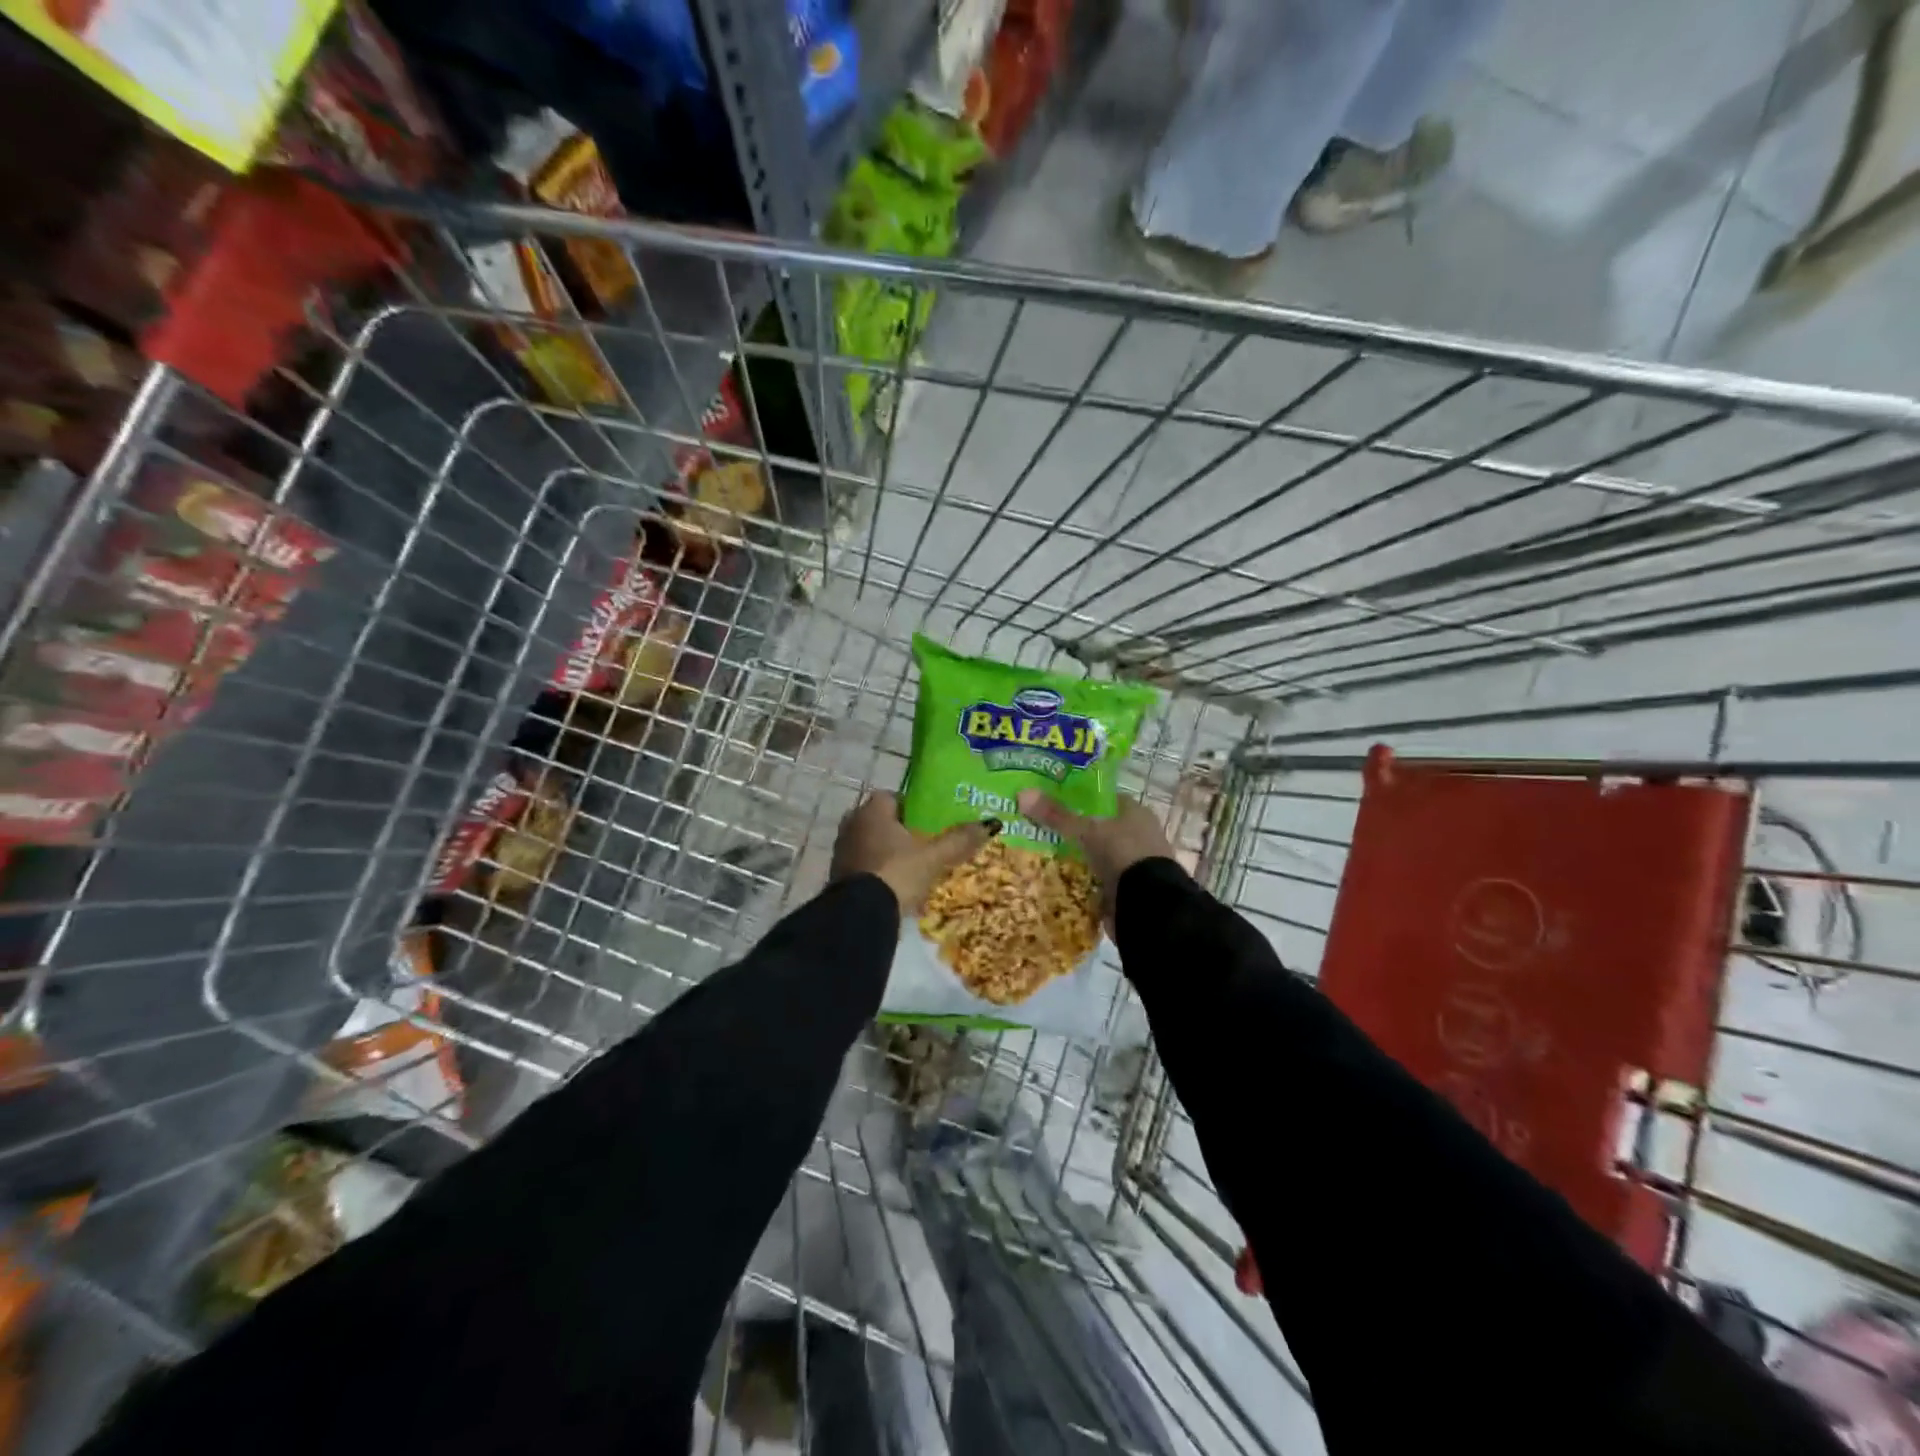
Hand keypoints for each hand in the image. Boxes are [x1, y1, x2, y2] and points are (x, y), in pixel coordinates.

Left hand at [831, 792, 993, 913]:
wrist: (861, 915)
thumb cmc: (897, 873)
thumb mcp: (933, 857)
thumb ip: (959, 839)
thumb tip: (992, 822)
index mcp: (871, 811)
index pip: (891, 796)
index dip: (911, 805)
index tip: (929, 819)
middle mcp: (852, 825)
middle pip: (880, 821)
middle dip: (900, 831)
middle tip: (924, 843)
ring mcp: (842, 851)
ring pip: (871, 844)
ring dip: (889, 852)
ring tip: (914, 867)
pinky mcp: (838, 876)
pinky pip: (864, 866)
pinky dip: (879, 872)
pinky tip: (897, 886)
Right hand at [1016, 790, 1173, 921]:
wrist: (1148, 905)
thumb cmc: (1122, 854)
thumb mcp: (1087, 831)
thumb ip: (1057, 815)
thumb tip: (1022, 793)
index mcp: (1136, 812)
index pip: (1103, 799)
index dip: (1079, 798)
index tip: (1051, 801)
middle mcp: (1138, 834)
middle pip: (1099, 827)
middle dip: (1074, 830)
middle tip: (1039, 829)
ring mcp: (1134, 863)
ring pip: (1098, 854)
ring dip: (1077, 856)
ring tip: (1043, 854)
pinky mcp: (1128, 888)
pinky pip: (1098, 878)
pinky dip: (1082, 879)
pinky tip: (1060, 879)